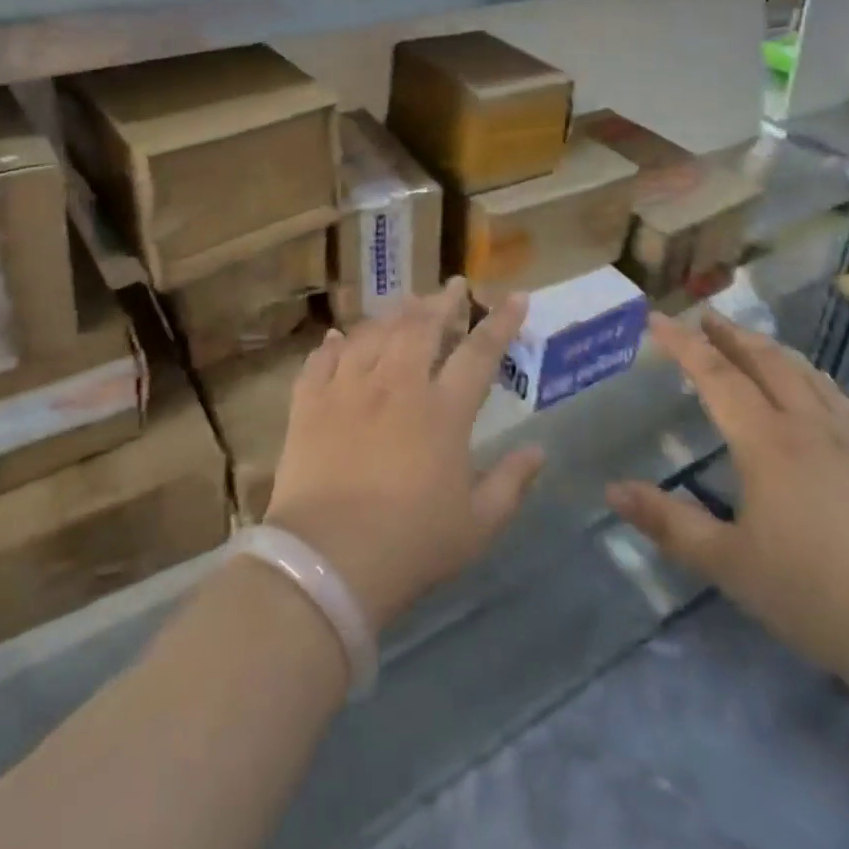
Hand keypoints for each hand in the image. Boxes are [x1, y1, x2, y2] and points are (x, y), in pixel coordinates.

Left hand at [264, 280, 546, 632]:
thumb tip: (539, 451)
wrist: (328, 561)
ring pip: (373, 334)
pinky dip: (333, 345)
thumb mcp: (477, 525)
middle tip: (454, 286)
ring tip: (405, 304)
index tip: (517, 297)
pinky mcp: (309, 404)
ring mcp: (348, 389)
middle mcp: (396, 386)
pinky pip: (321, 361)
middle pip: (422, 327)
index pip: (479, 352)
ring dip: (393, 315)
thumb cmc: (412, 545)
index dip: (501, 322)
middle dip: (443, 302)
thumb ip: (511, 483)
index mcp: (442, 411)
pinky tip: (338, 337)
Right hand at [607, 313, 848, 688]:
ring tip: (752, 342)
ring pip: (807, 375)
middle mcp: (810, 427)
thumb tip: (612, 489)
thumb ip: (669, 523)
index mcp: (767, 442)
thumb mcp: (728, 564)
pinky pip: (841, 400)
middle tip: (705, 317)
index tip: (656, 318)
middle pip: (765, 362)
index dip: (684, 344)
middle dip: (731, 335)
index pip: (716, 376)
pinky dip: (815, 378)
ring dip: (772, 350)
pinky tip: (818, 390)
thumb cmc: (814, 594)